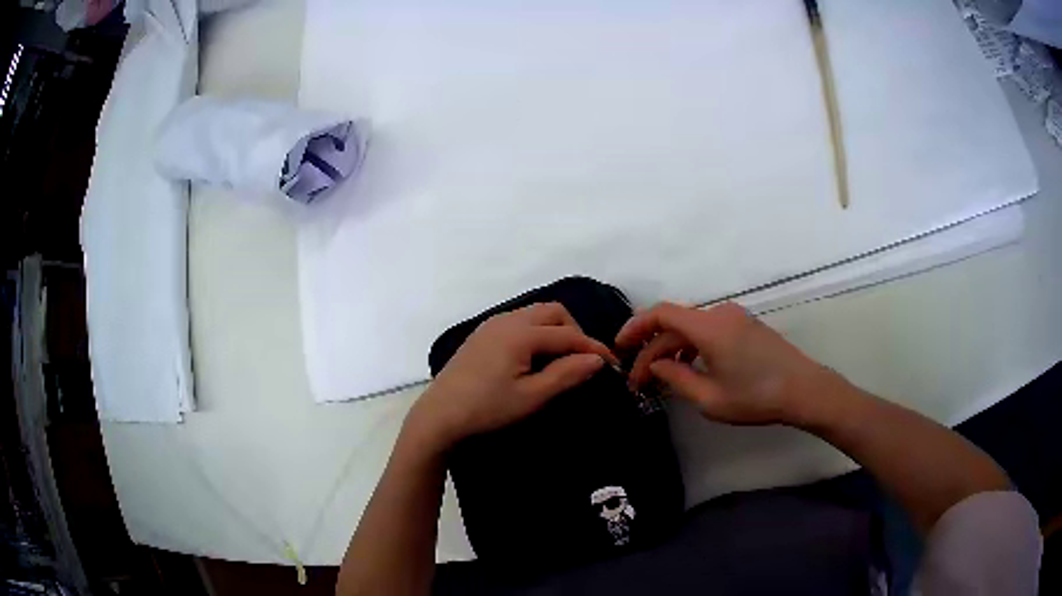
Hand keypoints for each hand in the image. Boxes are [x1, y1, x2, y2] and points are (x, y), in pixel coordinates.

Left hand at [406, 302, 614, 448]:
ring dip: (555, 330)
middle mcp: (508, 319)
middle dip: (575, 331)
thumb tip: (596, 360)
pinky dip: (537, 332)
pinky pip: (519, 321)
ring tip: (562, 359)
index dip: (593, 347)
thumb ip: (566, 375)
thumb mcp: (531, 397)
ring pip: (535, 314)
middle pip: (553, 312)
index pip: (568, 335)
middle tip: (583, 359)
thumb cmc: (487, 408)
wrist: (440, 414)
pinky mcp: (483, 334)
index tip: (612, 363)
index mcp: (521, 333)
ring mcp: (492, 324)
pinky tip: (535, 356)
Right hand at [616, 302, 840, 424]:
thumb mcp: (709, 398)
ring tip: (661, 378)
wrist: (804, 389)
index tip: (620, 348)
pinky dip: (692, 346)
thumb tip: (655, 365)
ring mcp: (735, 318)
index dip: (635, 326)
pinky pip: (709, 330)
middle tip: (639, 381)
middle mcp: (719, 314)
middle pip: (675, 323)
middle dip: (652, 349)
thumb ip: (676, 378)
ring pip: (691, 327)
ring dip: (672, 348)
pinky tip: (690, 368)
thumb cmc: (756, 397)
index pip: (661, 313)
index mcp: (708, 327)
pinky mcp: (746, 326)